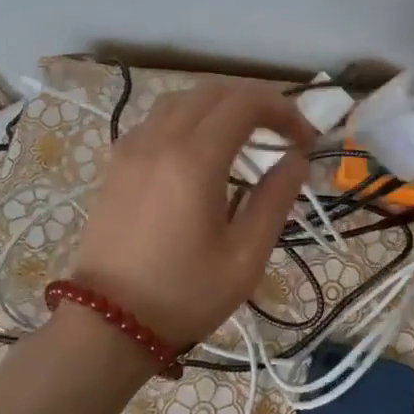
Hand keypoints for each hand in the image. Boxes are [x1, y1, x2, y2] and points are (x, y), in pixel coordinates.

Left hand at [69, 81, 313, 351]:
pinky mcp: (116, 162)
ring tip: (245, 136)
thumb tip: (295, 160)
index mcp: (195, 159)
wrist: (108, 323)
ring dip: (220, 106)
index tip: (305, 142)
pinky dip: (188, 118)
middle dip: (256, 102)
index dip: (285, 111)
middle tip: (282, 134)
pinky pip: (157, 119)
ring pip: (182, 99)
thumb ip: (275, 199)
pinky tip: (200, 150)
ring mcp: (132, 147)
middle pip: (214, 90)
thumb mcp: (245, 257)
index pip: (247, 102)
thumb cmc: (184, 295)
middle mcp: (160, 139)